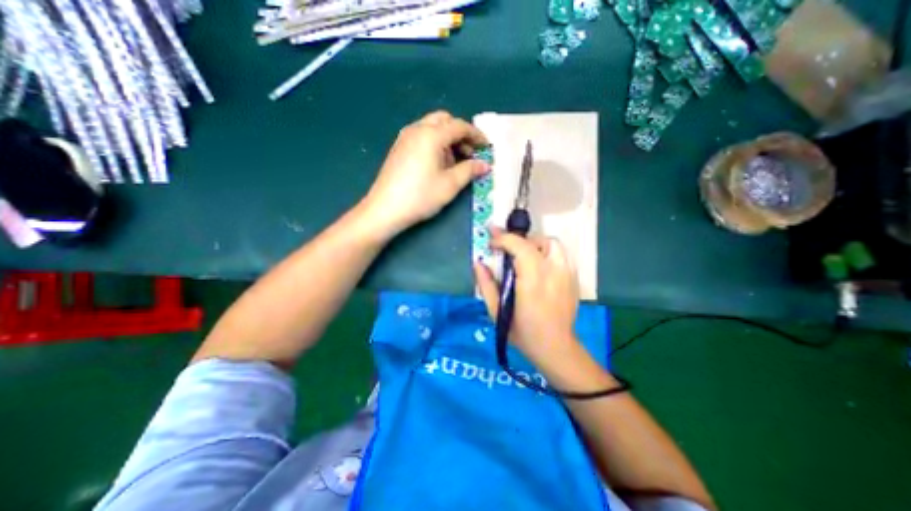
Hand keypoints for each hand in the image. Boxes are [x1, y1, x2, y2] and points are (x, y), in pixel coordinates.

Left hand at [362, 110, 490, 236]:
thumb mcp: (450, 184)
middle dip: (460, 133)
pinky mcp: (399, 148)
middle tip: (469, 153)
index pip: (459, 126)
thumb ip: (470, 170)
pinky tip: (437, 163)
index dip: (476, 135)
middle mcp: (417, 129)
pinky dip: (435, 143)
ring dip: (447, 138)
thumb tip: (485, 164)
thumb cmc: (421, 196)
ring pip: (432, 128)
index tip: (487, 147)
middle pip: (444, 120)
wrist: (385, 209)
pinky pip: (421, 136)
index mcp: (431, 135)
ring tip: (455, 161)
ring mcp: (405, 137)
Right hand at [474, 227, 578, 366]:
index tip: (491, 244)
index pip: (520, 246)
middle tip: (506, 252)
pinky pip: (561, 255)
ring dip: (535, 245)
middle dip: (519, 241)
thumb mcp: (496, 311)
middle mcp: (553, 272)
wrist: (555, 347)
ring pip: (553, 244)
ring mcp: (568, 274)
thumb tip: (478, 263)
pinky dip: (547, 254)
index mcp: (533, 280)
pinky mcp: (574, 278)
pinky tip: (538, 268)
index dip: (503, 239)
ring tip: (524, 258)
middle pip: (538, 241)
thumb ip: (486, 284)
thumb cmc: (522, 332)